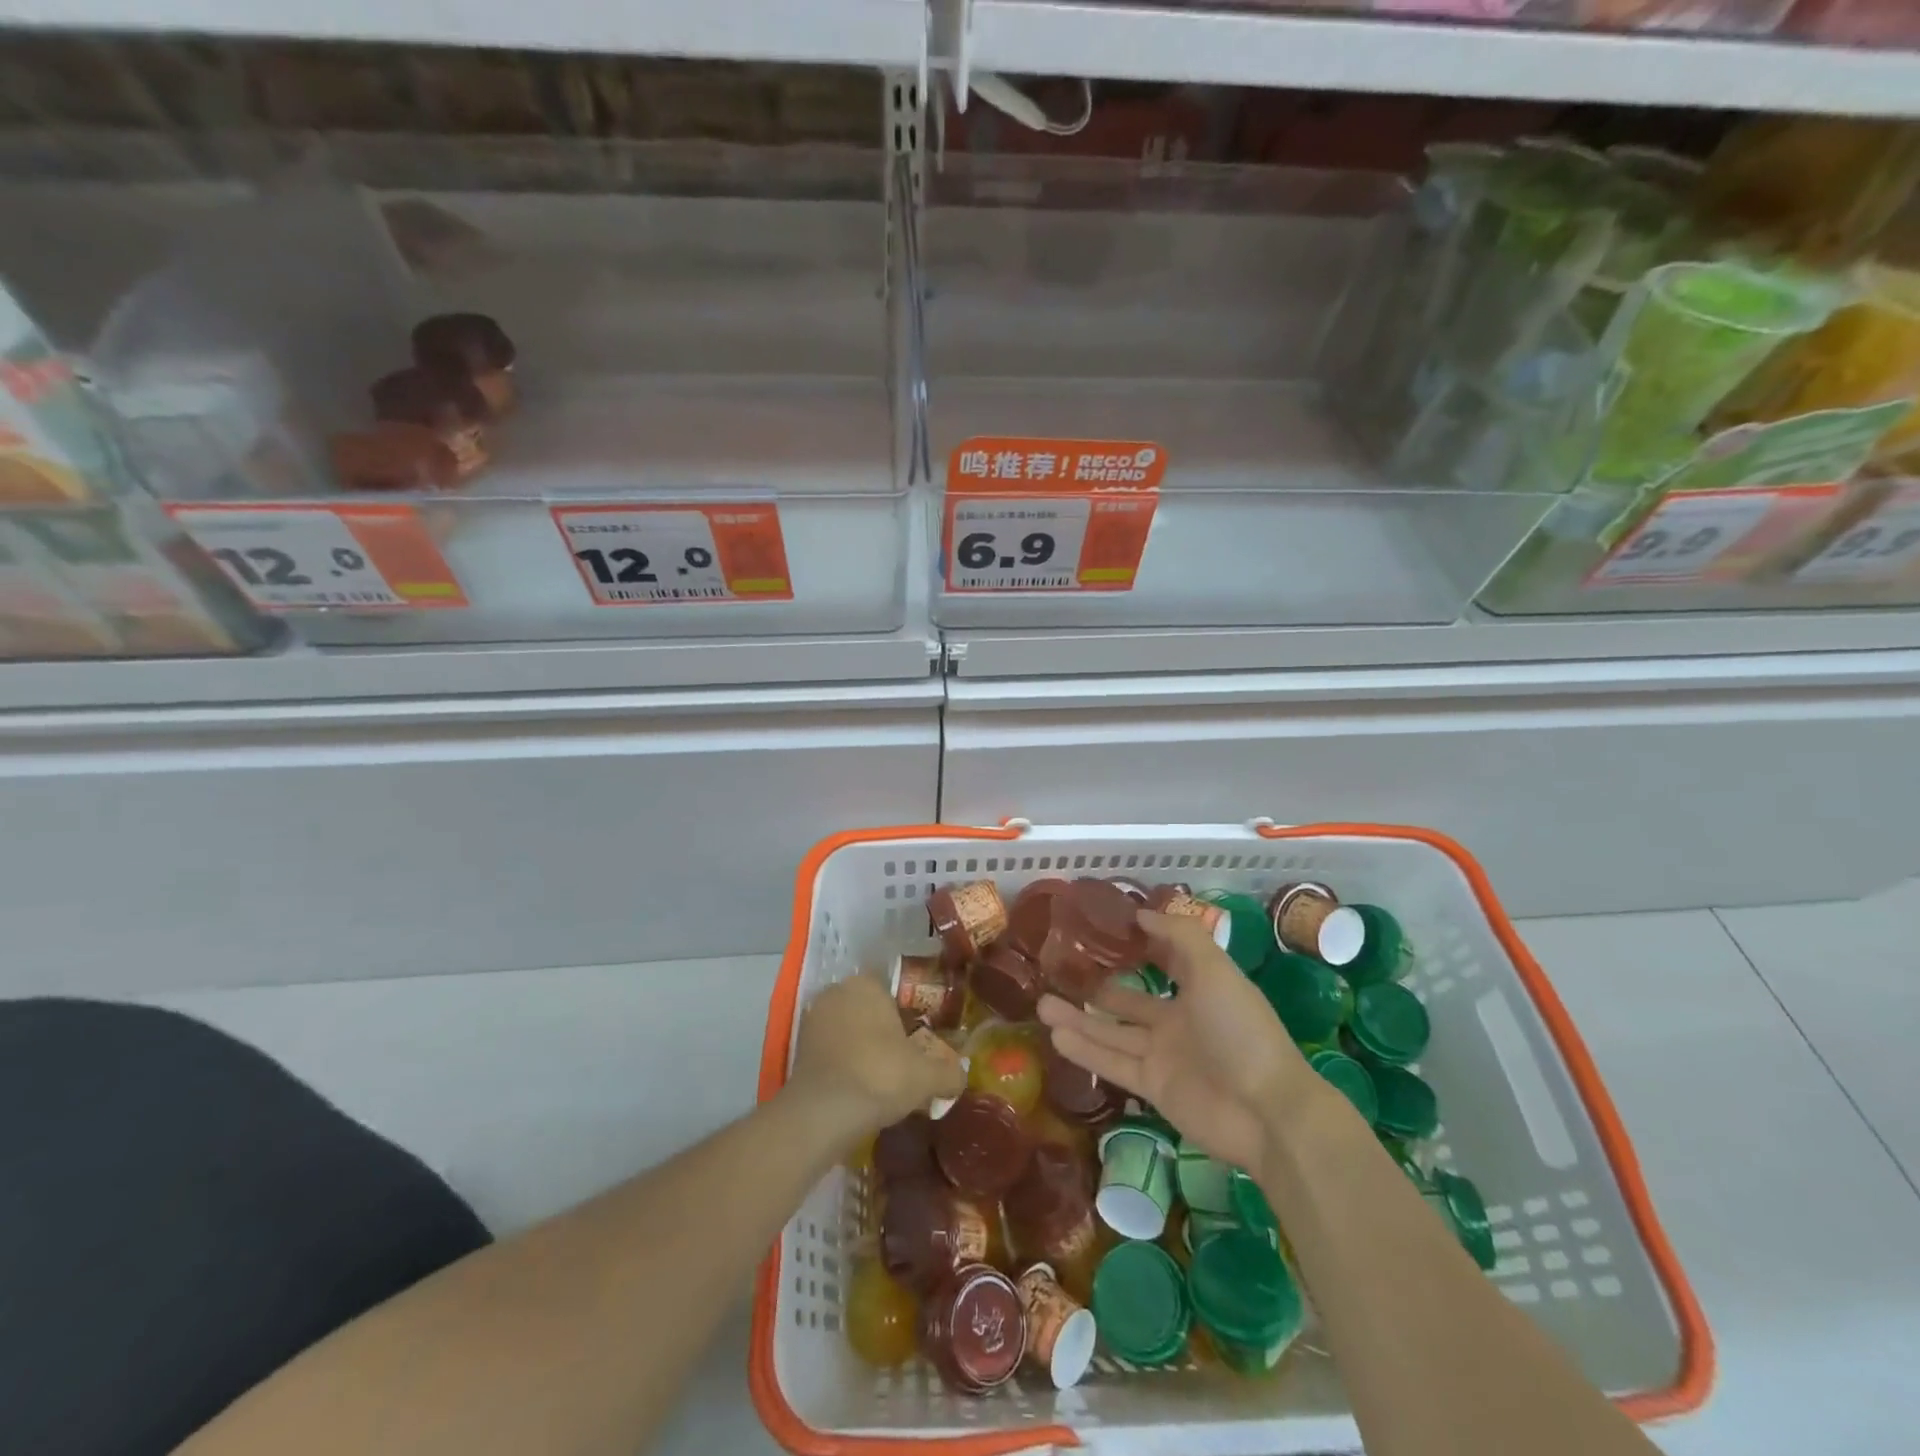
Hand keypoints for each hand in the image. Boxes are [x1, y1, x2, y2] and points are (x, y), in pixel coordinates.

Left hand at [786, 975, 966, 1144]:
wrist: (823, 1113)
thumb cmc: (880, 1076)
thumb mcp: (927, 1077)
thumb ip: (950, 1073)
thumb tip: (961, 1076)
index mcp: (867, 984)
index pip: (894, 990)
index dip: (909, 1016)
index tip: (919, 1041)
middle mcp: (837, 992)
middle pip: (869, 1009)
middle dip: (884, 1031)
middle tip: (903, 1061)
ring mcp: (813, 1018)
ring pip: (848, 1029)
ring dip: (862, 1047)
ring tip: (881, 1078)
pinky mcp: (798, 1047)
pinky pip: (831, 1049)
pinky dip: (843, 1063)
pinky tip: (858, 1088)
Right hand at [1038, 909, 1311, 1176]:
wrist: (1267, 1112)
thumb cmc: (1240, 1029)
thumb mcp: (1214, 970)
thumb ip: (1179, 937)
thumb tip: (1140, 913)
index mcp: (1199, 987)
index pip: (1163, 959)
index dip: (1137, 944)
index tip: (1099, 929)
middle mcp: (1179, 1019)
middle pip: (1128, 998)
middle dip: (1095, 985)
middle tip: (1058, 971)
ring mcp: (1164, 1055)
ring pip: (1113, 1031)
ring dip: (1079, 1018)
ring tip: (1041, 1003)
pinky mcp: (1153, 1087)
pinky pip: (1113, 1063)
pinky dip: (1085, 1050)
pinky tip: (1055, 1036)